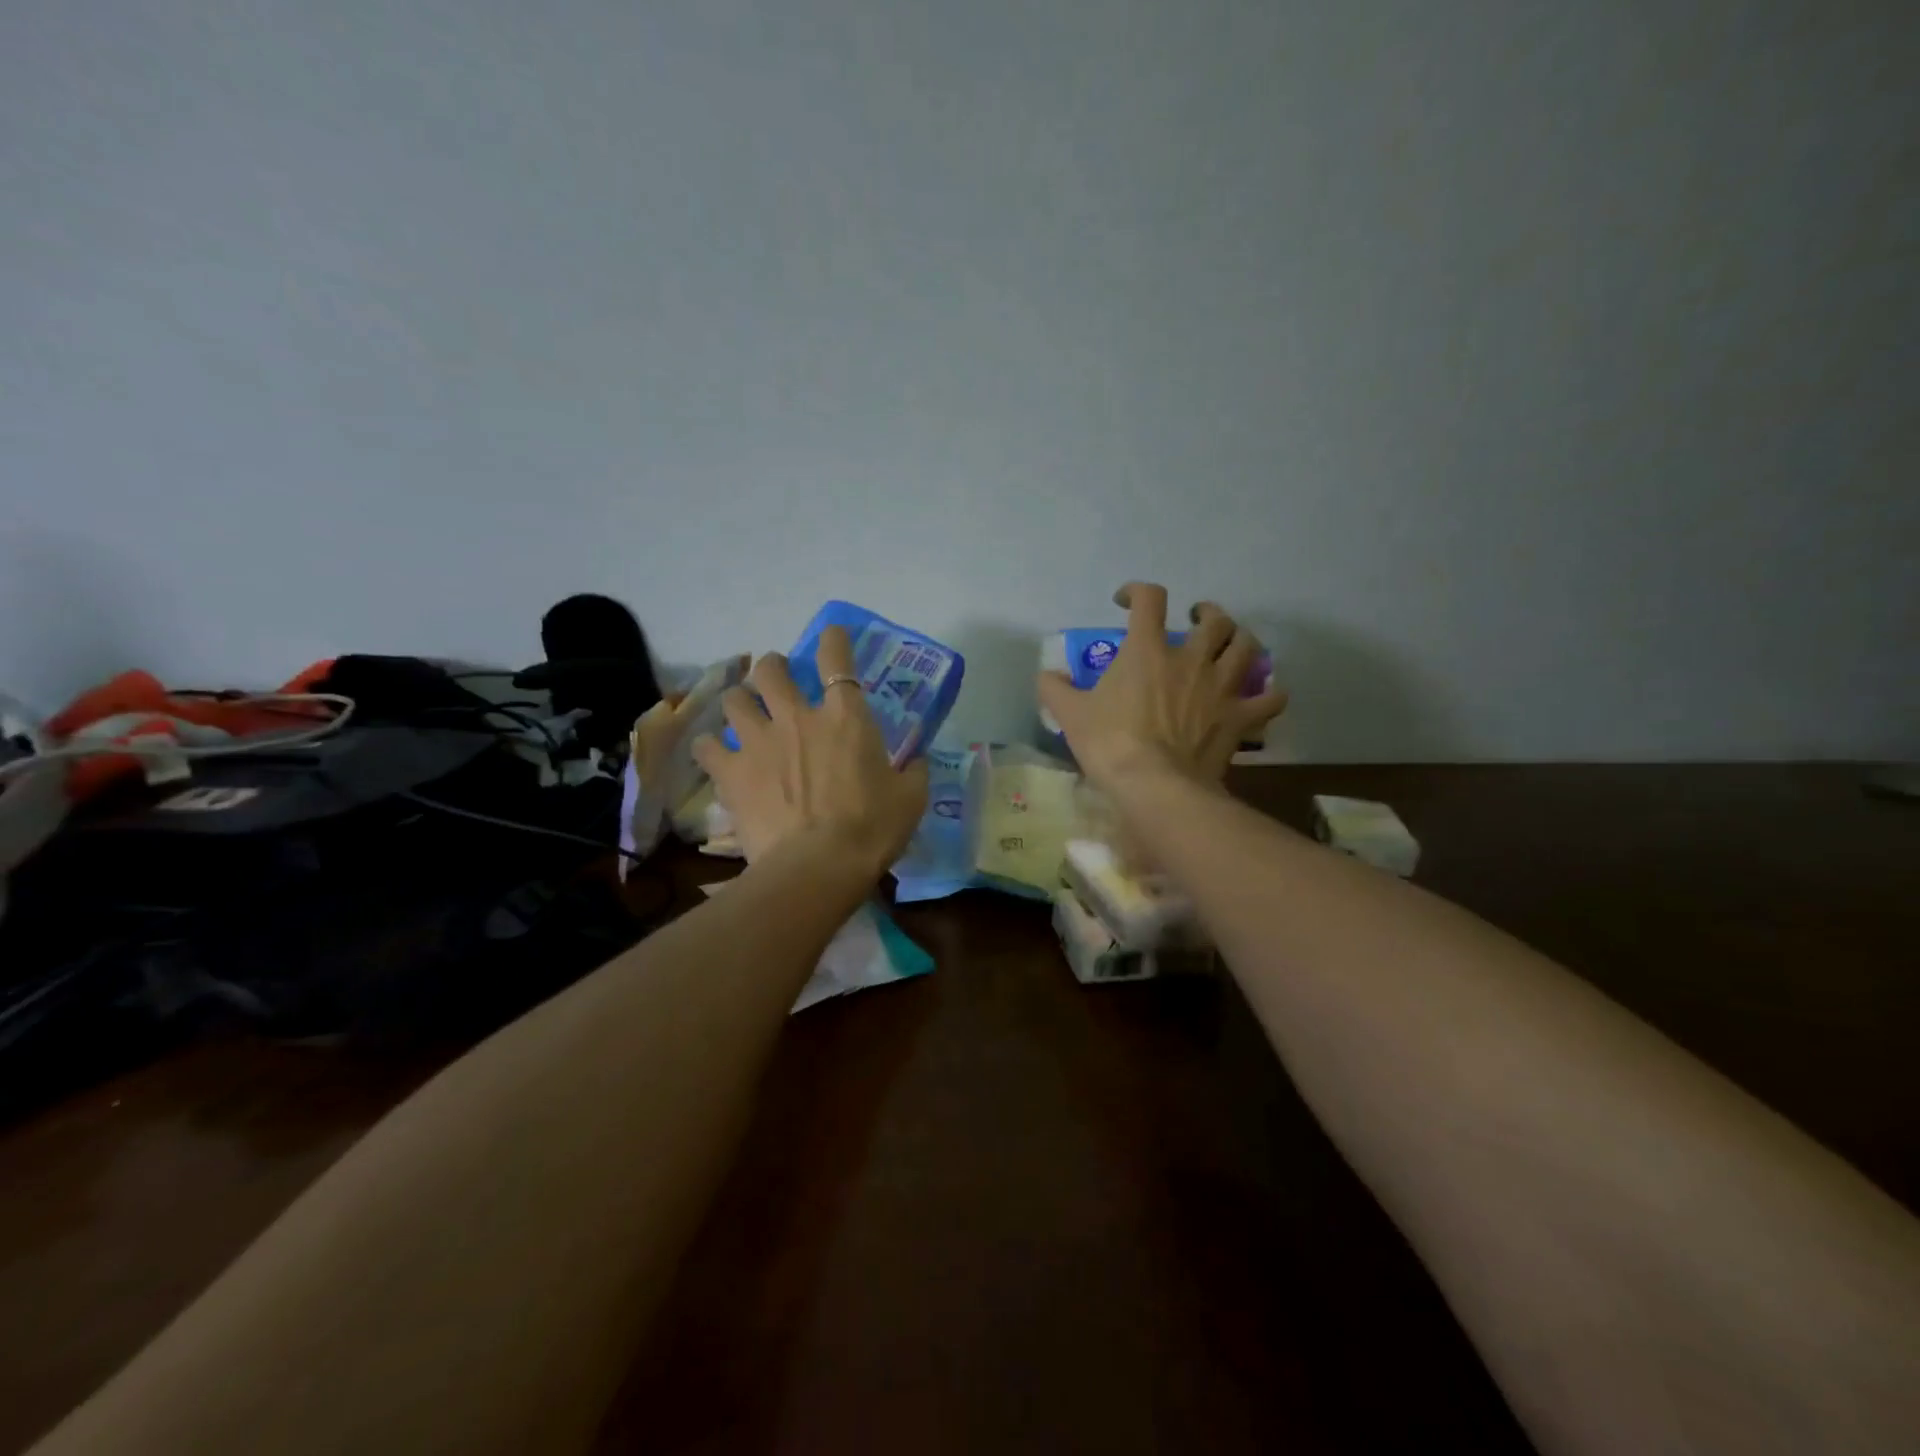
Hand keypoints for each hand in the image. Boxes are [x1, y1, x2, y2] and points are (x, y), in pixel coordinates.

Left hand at [692, 626, 929, 880]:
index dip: (833, 640)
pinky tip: (716, 754)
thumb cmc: (872, 829)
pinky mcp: (732, 772)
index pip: (837, 660)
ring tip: (744, 713)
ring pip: (734, 699)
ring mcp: (759, 742)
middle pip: (770, 669)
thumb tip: (915, 762)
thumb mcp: (911, 799)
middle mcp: (798, 717)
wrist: (818, 866)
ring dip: (740, 702)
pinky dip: (712, 747)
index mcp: (846, 717)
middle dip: (771, 667)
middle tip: (775, 678)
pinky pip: (708, 746)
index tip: (831, 635)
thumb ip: (912, 772)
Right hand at [1038, 582, 1287, 788]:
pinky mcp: (1240, 717)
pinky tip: (1263, 695)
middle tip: (1197, 621)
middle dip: (1207, 613)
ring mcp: (1221, 687)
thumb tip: (1047, 676)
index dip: (1138, 590)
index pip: (1149, 599)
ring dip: (1241, 640)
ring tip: (1232, 645)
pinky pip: (1270, 698)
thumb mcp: (1070, 714)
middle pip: (1214, 619)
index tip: (1126, 601)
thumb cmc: (1109, 743)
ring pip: (1247, 646)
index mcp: (1147, 650)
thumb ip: (1055, 689)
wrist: (1153, 784)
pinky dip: (1270, 693)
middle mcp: (1190, 658)